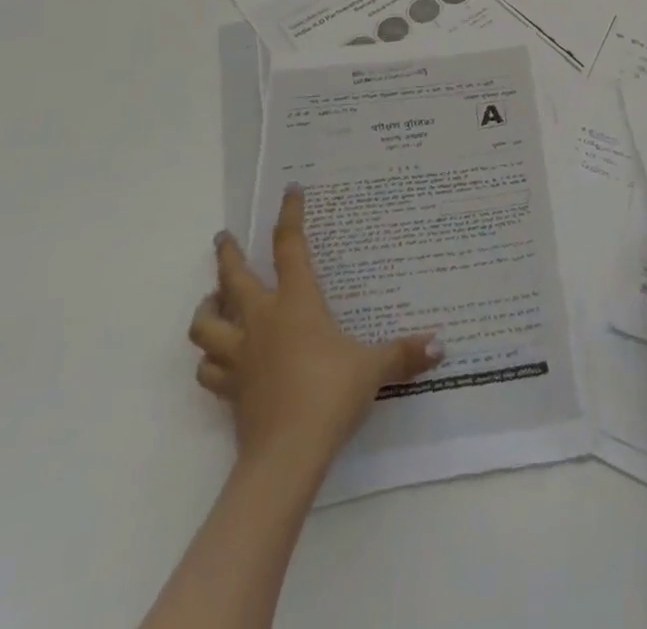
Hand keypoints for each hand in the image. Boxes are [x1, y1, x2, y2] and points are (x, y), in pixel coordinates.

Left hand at [189, 186, 441, 465]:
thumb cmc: (330, 394)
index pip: (290, 247)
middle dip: (228, 254)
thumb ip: (403, 353)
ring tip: (212, 300)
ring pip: (206, 324)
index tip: (290, 191)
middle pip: (233, 277)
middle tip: (224, 238)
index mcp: (297, 302)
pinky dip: (210, 359)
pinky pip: (208, 368)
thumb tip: (441, 344)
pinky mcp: (230, 389)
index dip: (290, 215)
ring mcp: (240, 355)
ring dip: (206, 308)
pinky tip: (218, 358)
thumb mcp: (373, 368)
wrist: (286, 455)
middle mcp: (262, 320)